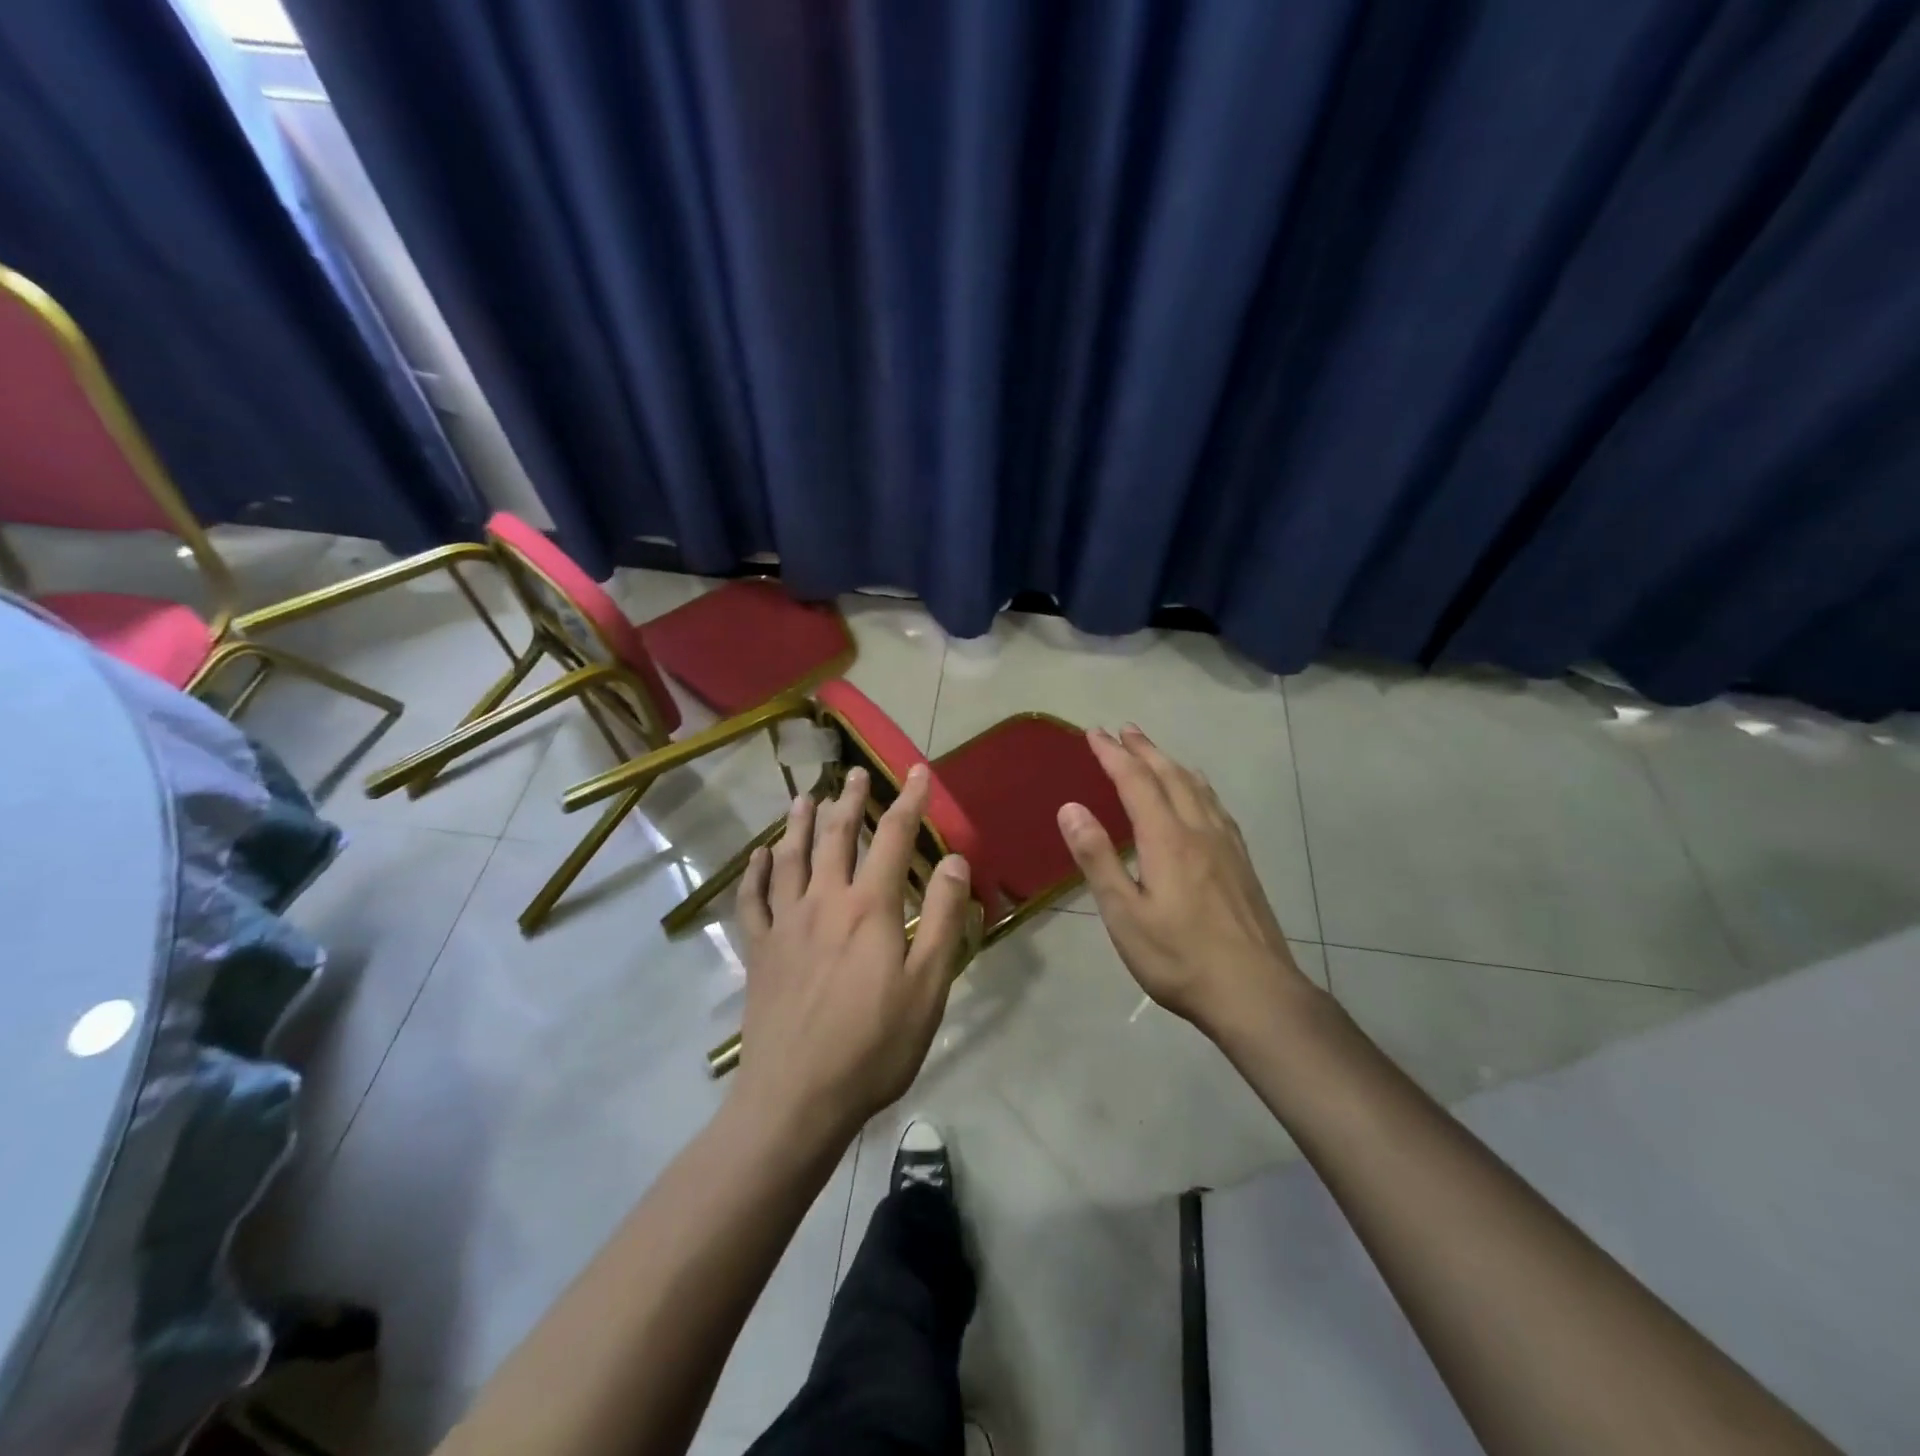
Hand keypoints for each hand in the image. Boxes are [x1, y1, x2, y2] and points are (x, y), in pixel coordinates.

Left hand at [733, 765, 972, 1136]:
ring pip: (791, 858)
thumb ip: (941, 919)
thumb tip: (954, 861)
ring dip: (799, 823)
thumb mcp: (927, 987)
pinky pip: (753, 900)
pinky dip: (755, 873)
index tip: (919, 772)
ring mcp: (786, 924)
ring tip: (805, 797)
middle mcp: (824, 901)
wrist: (797, 1098)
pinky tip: (758, 857)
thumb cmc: (873, 1046)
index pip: (894, 838)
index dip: (909, 801)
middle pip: (837, 836)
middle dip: (850, 801)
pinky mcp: (760, 951)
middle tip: (855, 773)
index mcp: (869, 908)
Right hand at [1057, 726, 1315, 1039]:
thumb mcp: (1124, 913)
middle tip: (1123, 729)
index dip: (1112, 754)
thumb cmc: (1179, 957)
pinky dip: (1198, 787)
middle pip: (1170, 775)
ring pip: (1197, 788)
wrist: (1254, 992)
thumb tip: (1070, 807)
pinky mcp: (1242, 863)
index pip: (1135, 781)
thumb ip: (1097, 858)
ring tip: (1155, 752)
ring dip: (1171, 763)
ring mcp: (1226, 845)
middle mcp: (1199, 830)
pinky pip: (1216, 807)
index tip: (1094, 732)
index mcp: (1167, 839)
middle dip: (1143, 749)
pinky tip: (1200, 796)